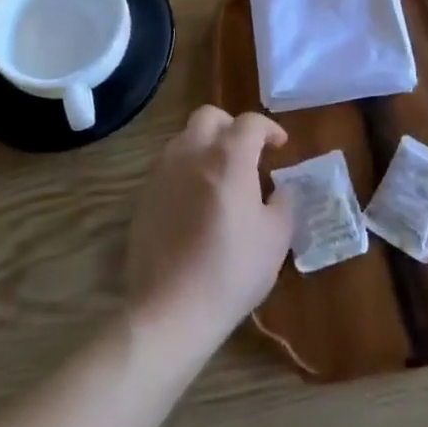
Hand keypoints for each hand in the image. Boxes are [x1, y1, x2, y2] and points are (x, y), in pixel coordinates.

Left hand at [126, 106, 293, 356]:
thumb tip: (279, 190)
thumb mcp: (276, 237)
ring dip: (205, 146)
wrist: (170, 309)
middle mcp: (192, 153)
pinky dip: (186, 171)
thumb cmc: (232, 270)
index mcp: (229, 156)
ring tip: (220, 175)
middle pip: (209, 117)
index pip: (250, 122)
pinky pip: (168, 168)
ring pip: (184, 139)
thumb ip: (283, 203)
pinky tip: (196, 201)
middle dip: (231, 126)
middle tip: (246, 151)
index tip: (279, 146)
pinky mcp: (144, 197)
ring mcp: (163, 173)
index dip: (269, 129)